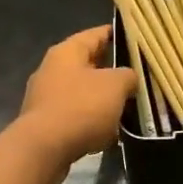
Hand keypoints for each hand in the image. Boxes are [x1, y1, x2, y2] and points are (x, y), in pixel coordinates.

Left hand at [16, 25, 135, 183]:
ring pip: (84, 92)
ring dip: (103, 99)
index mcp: (67, 52)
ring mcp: (47, 97)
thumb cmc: (81, 107)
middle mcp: (52, 70)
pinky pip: (76, 116)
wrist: (44, 149)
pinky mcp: (46, 123)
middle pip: (89, 64)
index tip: (136, 38)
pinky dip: (92, 121)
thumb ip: (128, 75)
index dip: (117, 34)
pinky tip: (110, 133)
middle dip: (113, 71)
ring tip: (129, 106)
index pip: (96, 34)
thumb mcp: (115, 85)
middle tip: (139, 76)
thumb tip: (129, 78)